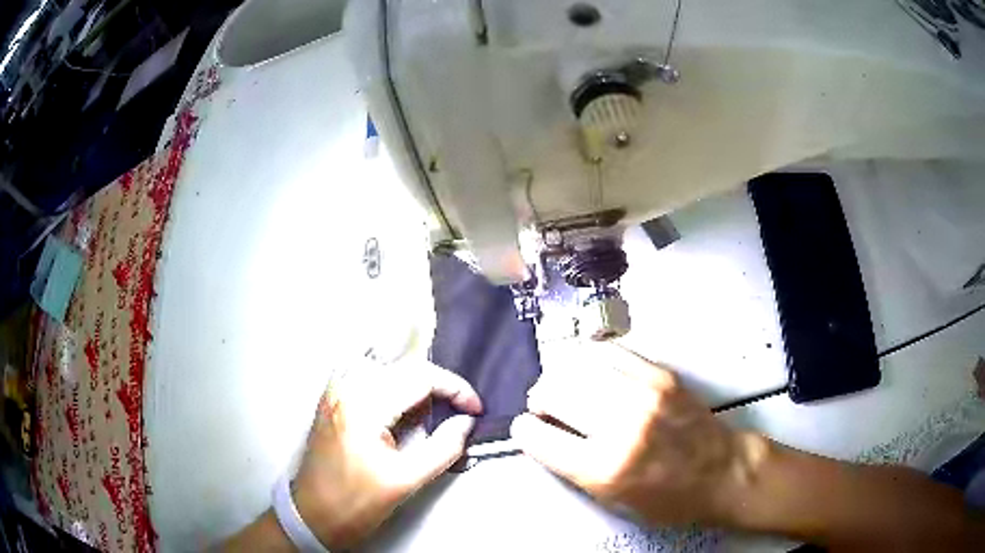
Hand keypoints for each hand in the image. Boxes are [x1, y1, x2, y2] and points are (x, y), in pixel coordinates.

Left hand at [292, 360, 482, 548]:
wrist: (311, 515)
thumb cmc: (354, 503)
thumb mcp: (405, 481)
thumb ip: (443, 449)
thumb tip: (466, 423)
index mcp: (363, 405)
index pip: (420, 376)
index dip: (455, 388)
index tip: (474, 409)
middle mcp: (346, 388)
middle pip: (404, 367)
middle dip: (438, 386)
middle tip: (458, 412)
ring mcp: (335, 392)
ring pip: (388, 369)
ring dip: (416, 387)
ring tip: (432, 415)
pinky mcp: (332, 401)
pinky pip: (371, 379)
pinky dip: (395, 390)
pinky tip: (403, 413)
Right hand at [511, 344, 764, 526]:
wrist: (721, 472)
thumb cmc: (671, 498)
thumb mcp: (613, 501)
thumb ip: (573, 468)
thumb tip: (544, 436)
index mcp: (605, 468)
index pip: (539, 436)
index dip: (525, 430)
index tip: (526, 428)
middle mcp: (622, 426)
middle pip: (553, 392)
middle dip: (539, 399)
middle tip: (544, 407)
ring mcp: (644, 394)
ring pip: (577, 366)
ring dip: (561, 376)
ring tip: (565, 387)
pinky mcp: (661, 375)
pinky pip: (609, 352)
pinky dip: (590, 359)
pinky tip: (590, 371)